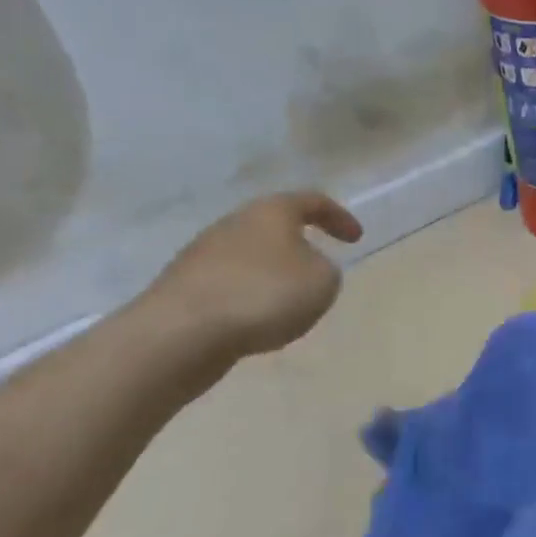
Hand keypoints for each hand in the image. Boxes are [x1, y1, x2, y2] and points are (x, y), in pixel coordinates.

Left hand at [137, 190, 361, 361]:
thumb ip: (326, 270)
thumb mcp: (323, 282)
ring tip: (289, 306)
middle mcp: (234, 224)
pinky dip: (249, 299)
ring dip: (272, 276)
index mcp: (271, 211)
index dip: (339, 218)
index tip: (356, 239)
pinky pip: (229, 286)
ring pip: (250, 258)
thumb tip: (306, 269)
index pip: (312, 201)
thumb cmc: (263, 296)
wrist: (179, 335)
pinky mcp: (183, 288)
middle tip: (320, 270)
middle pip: (275, 227)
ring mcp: (202, 255)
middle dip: (300, 246)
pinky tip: (256, 324)